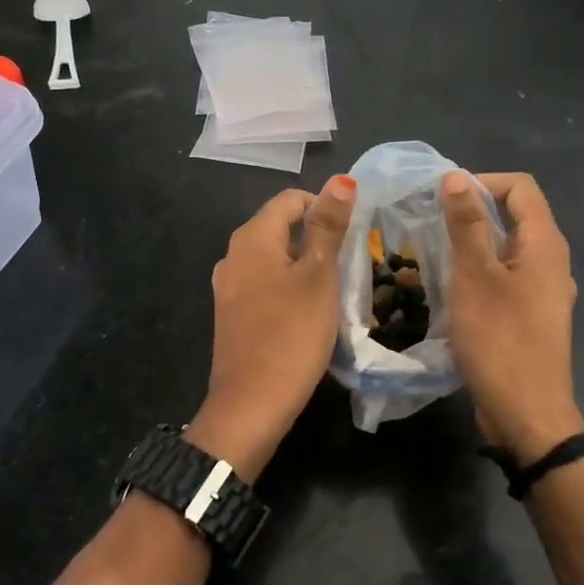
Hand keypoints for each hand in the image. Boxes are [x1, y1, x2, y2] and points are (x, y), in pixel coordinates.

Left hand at [188, 176, 355, 479]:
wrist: (251, 405)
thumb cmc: (291, 334)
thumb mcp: (319, 276)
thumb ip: (328, 226)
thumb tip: (340, 179)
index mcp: (252, 238)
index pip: (291, 200)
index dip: (325, 208)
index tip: (353, 235)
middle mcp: (233, 255)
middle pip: (281, 227)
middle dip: (317, 237)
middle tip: (350, 263)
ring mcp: (229, 286)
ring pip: (274, 257)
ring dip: (305, 264)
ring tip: (335, 287)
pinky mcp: (232, 313)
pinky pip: (264, 283)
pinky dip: (289, 286)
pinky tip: (309, 311)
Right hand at [441, 170, 583, 463]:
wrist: (527, 415)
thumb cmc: (500, 341)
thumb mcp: (475, 278)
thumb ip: (467, 225)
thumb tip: (456, 177)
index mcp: (546, 245)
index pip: (520, 188)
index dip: (482, 182)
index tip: (443, 197)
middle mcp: (552, 262)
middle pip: (516, 215)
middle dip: (474, 211)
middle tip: (430, 222)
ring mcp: (544, 291)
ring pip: (508, 249)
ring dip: (474, 243)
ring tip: (435, 252)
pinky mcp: (532, 316)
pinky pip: (506, 277)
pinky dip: (481, 271)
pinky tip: (452, 288)